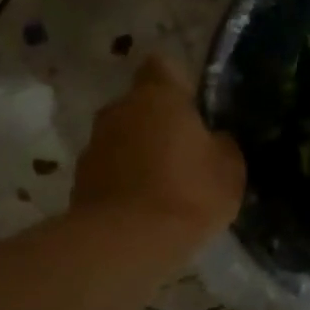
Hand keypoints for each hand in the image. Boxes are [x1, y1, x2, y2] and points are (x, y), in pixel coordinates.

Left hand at [72, 54, 245, 244]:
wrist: (125, 243)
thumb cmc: (187, 193)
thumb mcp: (230, 168)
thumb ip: (221, 143)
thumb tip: (213, 139)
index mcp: (157, 95)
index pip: (163, 66)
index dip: (178, 83)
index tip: (193, 107)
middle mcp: (119, 109)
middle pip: (140, 105)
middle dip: (158, 123)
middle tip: (185, 153)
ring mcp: (94, 144)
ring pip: (122, 138)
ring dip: (139, 154)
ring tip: (163, 188)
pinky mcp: (79, 180)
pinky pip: (109, 171)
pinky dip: (123, 182)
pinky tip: (142, 210)